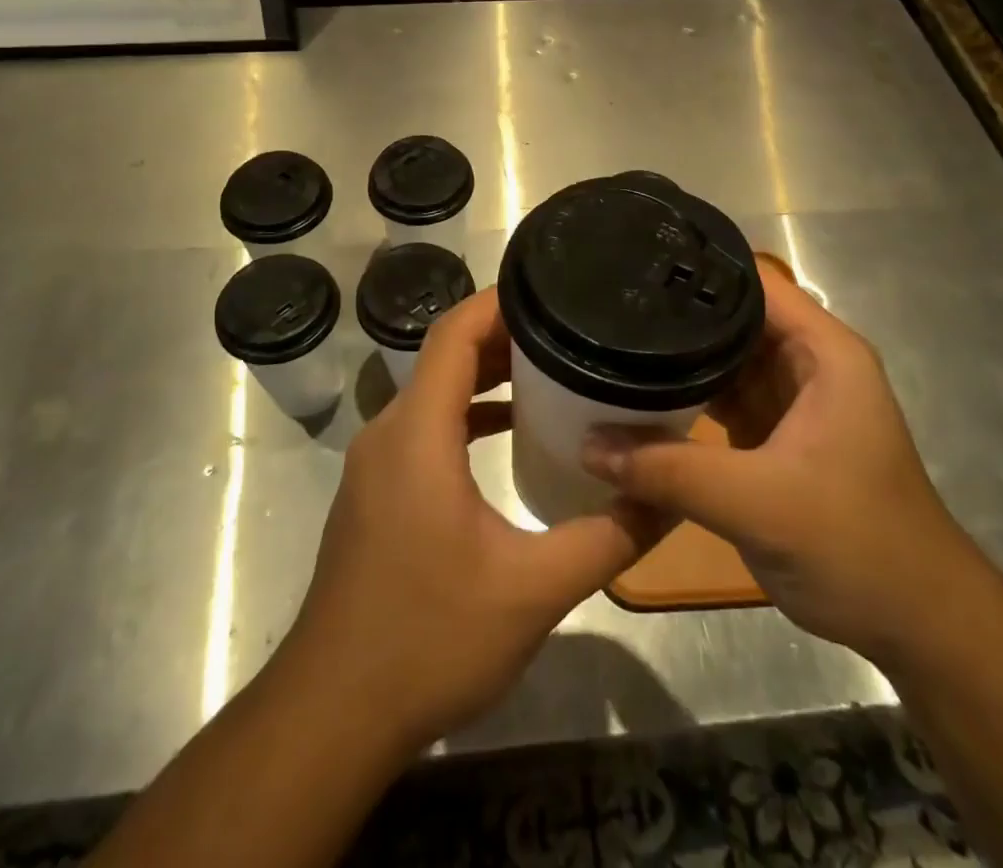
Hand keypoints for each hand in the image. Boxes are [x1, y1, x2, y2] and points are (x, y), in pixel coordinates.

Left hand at [280, 288, 658, 756]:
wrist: (333, 715)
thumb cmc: (429, 639)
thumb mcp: (533, 590)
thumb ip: (608, 537)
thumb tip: (669, 496)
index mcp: (417, 433)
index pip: (453, 333)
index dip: (499, 302)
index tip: (552, 288)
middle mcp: (389, 433)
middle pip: (445, 355)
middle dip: (505, 335)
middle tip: (570, 329)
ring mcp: (377, 463)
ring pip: (434, 392)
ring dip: (486, 375)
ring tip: (551, 370)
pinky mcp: (377, 491)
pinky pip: (425, 427)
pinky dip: (467, 415)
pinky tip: (510, 432)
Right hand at [581, 261, 985, 666]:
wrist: (915, 625)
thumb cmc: (856, 545)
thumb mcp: (758, 503)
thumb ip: (669, 470)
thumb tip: (587, 444)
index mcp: (823, 352)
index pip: (752, 283)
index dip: (698, 269)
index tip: (634, 265)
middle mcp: (806, 363)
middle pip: (732, 318)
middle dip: (675, 314)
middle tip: (606, 304)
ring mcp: (790, 401)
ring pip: (723, 361)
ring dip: (677, 358)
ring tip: (609, 340)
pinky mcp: (774, 437)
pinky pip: (721, 399)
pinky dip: (686, 397)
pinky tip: (637, 393)